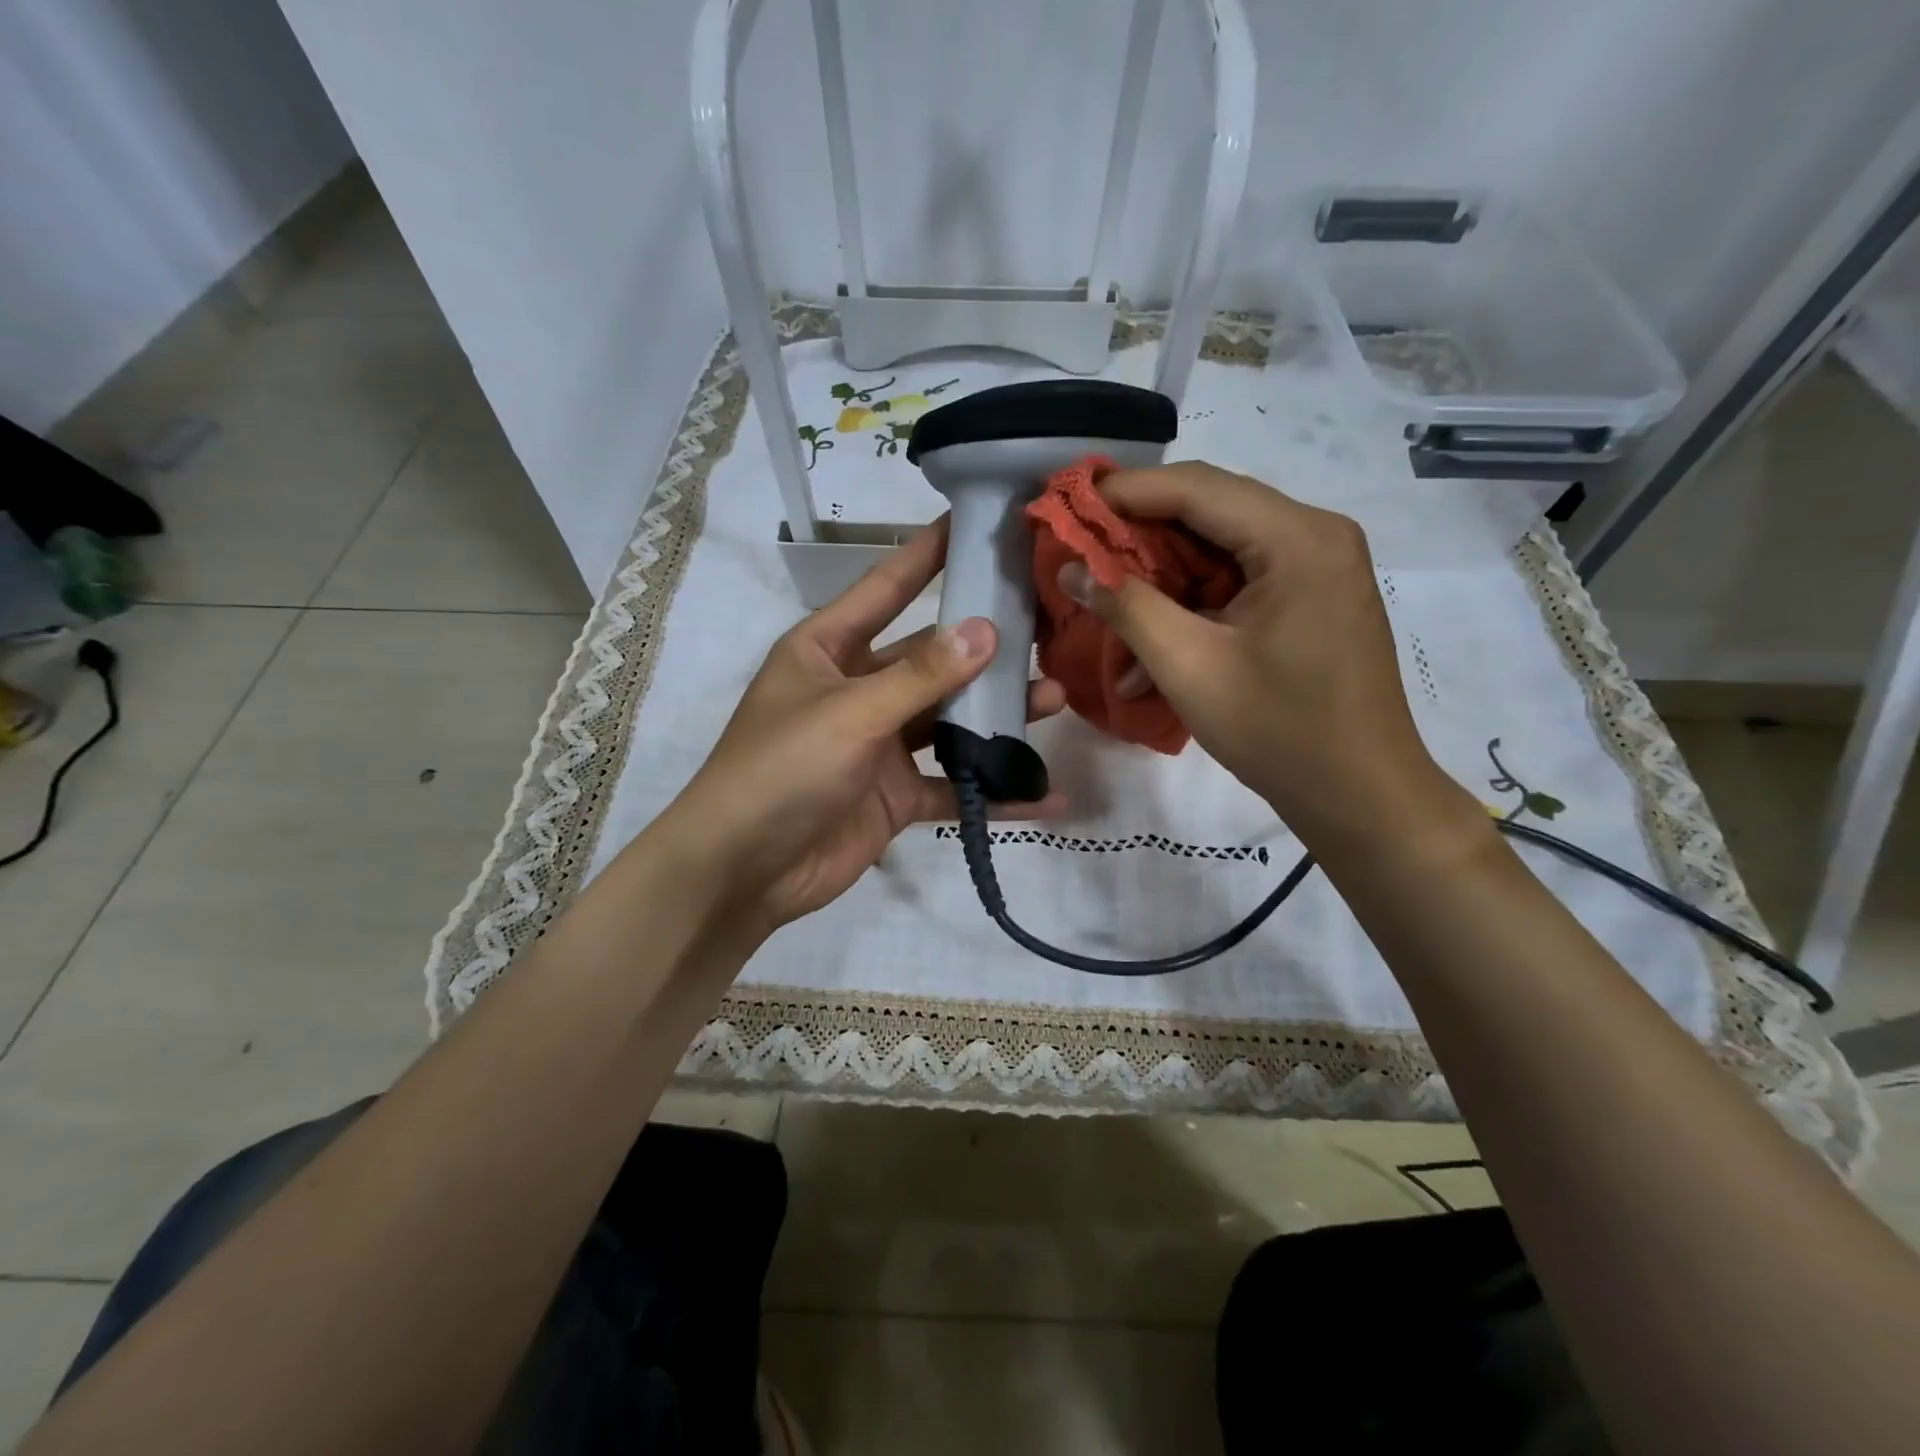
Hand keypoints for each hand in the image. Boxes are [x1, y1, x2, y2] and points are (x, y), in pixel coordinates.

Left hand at [668, 518, 1066, 930]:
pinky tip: (1044, 794)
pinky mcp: (896, 795)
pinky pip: (953, 785)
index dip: (928, 554)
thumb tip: (985, 630)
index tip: (975, 521)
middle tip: (1045, 626)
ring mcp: (879, 745)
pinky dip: (992, 791)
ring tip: (1056, 697)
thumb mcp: (850, 712)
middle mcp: (857, 689)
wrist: (743, 871)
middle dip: (984, 647)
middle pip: (930, 658)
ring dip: (997, 716)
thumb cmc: (781, 769)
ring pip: (949, 721)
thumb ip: (920, 676)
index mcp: (828, 650)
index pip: (886, 588)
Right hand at [1056, 463, 1479, 851]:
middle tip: (1078, 551)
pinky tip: (1151, 645)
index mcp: (1296, 538)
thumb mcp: (1188, 665)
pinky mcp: (1309, 599)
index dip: (1124, 492)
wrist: (1359, 794)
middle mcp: (1314, 535)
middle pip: (1208, 512)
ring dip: (1162, 578)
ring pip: (1218, 550)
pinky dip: (1192, 606)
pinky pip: (1237, 583)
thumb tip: (1070, 568)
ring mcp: (1315, 568)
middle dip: (1138, 535)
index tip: (1066, 505)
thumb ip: (1125, 606)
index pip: (1196, 488)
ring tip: (1106, 602)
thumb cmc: (1277, 729)